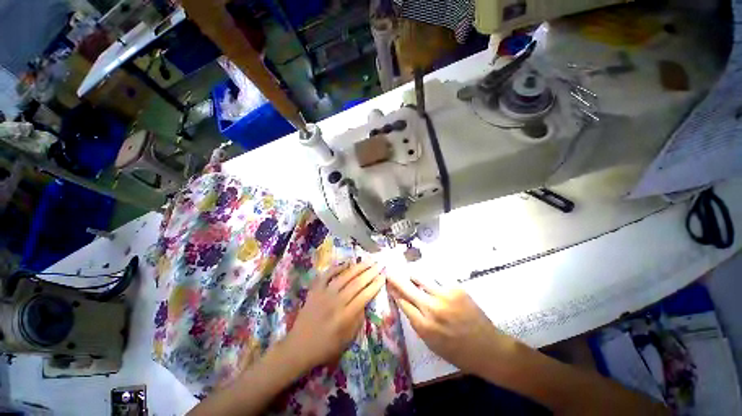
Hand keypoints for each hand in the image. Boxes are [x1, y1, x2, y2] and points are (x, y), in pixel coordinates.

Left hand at [283, 262, 385, 372]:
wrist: (298, 347)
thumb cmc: (325, 347)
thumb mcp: (347, 340)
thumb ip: (358, 320)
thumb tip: (365, 302)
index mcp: (345, 316)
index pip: (365, 295)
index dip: (375, 285)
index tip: (383, 276)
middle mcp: (336, 302)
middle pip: (357, 283)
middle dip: (370, 272)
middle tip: (379, 264)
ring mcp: (324, 294)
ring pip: (344, 276)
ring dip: (358, 267)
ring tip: (368, 261)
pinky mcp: (315, 291)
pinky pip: (326, 275)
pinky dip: (336, 268)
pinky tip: (346, 263)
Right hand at [387, 275, 518, 375]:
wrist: (488, 348)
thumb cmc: (458, 352)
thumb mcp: (431, 344)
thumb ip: (417, 323)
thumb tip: (405, 303)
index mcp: (424, 326)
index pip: (402, 302)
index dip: (394, 292)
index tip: (388, 284)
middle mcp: (431, 309)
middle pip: (407, 288)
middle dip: (396, 279)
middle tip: (389, 272)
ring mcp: (444, 296)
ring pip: (420, 278)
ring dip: (413, 277)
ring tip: (411, 275)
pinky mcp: (456, 289)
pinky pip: (437, 280)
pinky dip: (432, 281)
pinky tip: (434, 284)